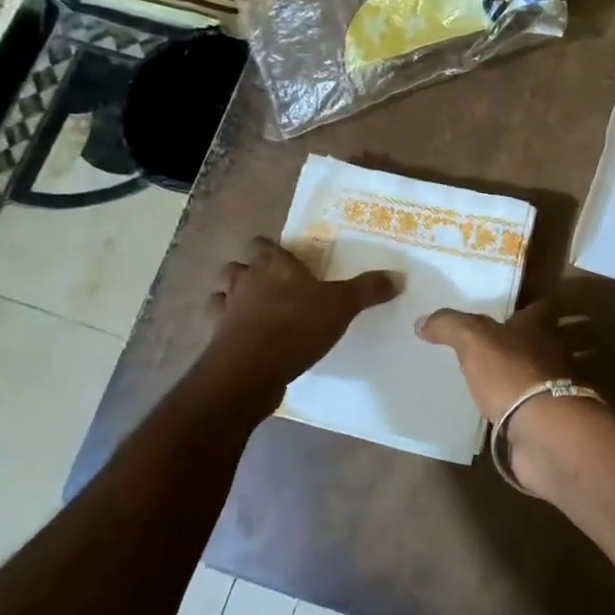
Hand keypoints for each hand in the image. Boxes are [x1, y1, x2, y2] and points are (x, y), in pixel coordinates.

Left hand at [205, 237, 399, 383]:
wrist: (250, 370)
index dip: (271, 250)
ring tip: (252, 312)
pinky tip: (243, 340)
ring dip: (231, 299)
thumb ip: (368, 289)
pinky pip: (217, 328)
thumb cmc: (296, 326)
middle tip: (270, 287)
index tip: (287, 261)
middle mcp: (245, 281)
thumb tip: (398, 276)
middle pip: (236, 266)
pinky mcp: (215, 341)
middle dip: (248, 273)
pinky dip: (226, 331)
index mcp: (273, 265)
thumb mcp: (342, 305)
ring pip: (220, 294)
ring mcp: (226, 311)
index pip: (262, 244)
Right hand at [413, 299, 575, 423]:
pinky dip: (518, 408)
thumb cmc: (511, 374)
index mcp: (538, 328)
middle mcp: (551, 354)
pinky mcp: (550, 420)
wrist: (543, 432)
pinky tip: (496, 412)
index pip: (540, 307)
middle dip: (520, 343)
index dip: (526, 306)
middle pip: (540, 341)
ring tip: (489, 381)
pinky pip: (532, 408)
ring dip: (519, 376)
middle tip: (490, 346)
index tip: (509, 308)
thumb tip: (422, 321)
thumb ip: (449, 326)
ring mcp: (554, 389)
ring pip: (537, 375)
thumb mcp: (473, 340)